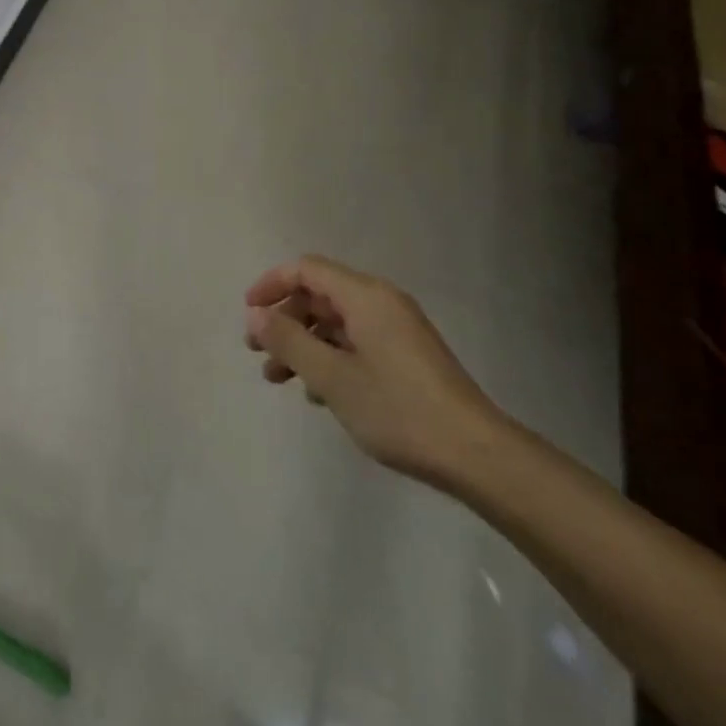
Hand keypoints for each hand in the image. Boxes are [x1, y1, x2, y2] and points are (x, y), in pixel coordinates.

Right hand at [244, 255, 504, 489]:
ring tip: (279, 380)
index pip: (306, 269)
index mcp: (365, 296)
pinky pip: (356, 342)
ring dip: (303, 344)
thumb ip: (288, 341)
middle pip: (319, 295)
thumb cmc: (398, 410)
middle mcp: (381, 302)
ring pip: (336, 323)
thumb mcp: (332, 377)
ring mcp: (397, 330)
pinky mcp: (407, 357)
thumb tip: (255, 315)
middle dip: (285, 320)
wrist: (477, 456)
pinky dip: (329, 358)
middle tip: (259, 353)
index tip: (248, 314)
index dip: (271, 284)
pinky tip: (318, 394)